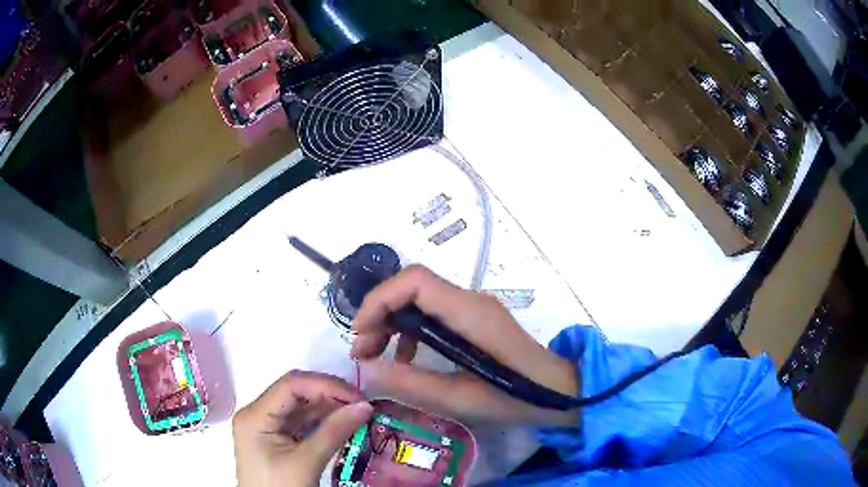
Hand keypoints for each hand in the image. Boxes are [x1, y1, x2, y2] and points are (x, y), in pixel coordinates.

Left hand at [233, 371, 372, 486]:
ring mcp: (265, 427)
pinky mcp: (275, 439)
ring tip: (357, 413)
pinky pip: (300, 422)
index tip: (357, 396)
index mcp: (255, 415)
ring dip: (328, 408)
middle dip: (328, 395)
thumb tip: (365, 406)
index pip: (291, 385)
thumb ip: (334, 432)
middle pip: (294, 392)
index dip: (325, 385)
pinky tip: (342, 423)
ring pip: (299, 407)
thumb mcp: (307, 462)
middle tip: (361, 404)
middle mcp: (257, 414)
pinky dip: (322, 421)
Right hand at [351, 266, 578, 426]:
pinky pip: (434, 314)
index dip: (380, 299)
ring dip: (393, 323)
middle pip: (412, 289)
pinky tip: (406, 358)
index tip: (360, 332)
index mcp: (469, 312)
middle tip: (362, 351)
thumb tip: (367, 367)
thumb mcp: (459, 398)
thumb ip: (411, 382)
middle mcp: (470, 300)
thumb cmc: (514, 397)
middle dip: (380, 315)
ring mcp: (474, 308)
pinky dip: (412, 331)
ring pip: (420, 300)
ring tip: (376, 356)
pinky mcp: (476, 319)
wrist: (558, 392)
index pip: (414, 281)